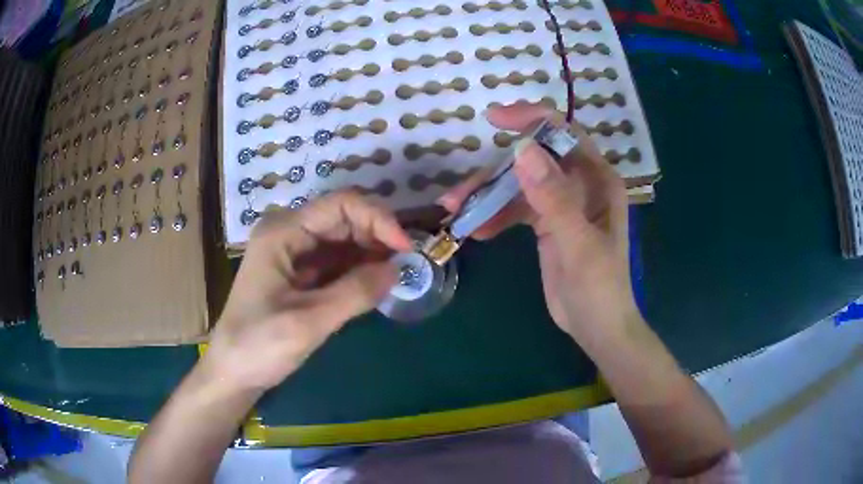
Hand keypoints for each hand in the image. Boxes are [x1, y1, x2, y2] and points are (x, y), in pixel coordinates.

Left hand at [203, 192, 412, 392]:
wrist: (233, 372)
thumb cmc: (259, 346)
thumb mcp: (308, 322)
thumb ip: (354, 292)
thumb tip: (398, 269)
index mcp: (282, 232)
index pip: (340, 205)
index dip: (378, 219)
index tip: (406, 249)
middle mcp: (288, 232)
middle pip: (344, 218)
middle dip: (378, 236)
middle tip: (408, 265)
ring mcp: (294, 252)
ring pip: (344, 239)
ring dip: (372, 253)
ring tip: (398, 275)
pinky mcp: (301, 273)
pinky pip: (338, 261)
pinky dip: (360, 269)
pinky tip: (377, 283)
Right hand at [439, 103, 637, 338]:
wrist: (597, 327)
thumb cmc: (600, 288)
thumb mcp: (578, 244)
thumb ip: (554, 198)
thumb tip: (523, 150)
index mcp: (597, 179)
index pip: (564, 133)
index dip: (531, 119)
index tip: (494, 119)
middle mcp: (579, 183)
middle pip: (532, 161)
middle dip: (495, 172)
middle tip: (459, 193)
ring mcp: (561, 203)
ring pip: (518, 185)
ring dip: (487, 196)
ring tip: (456, 212)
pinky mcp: (546, 223)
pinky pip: (515, 209)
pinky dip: (495, 216)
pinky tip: (477, 231)